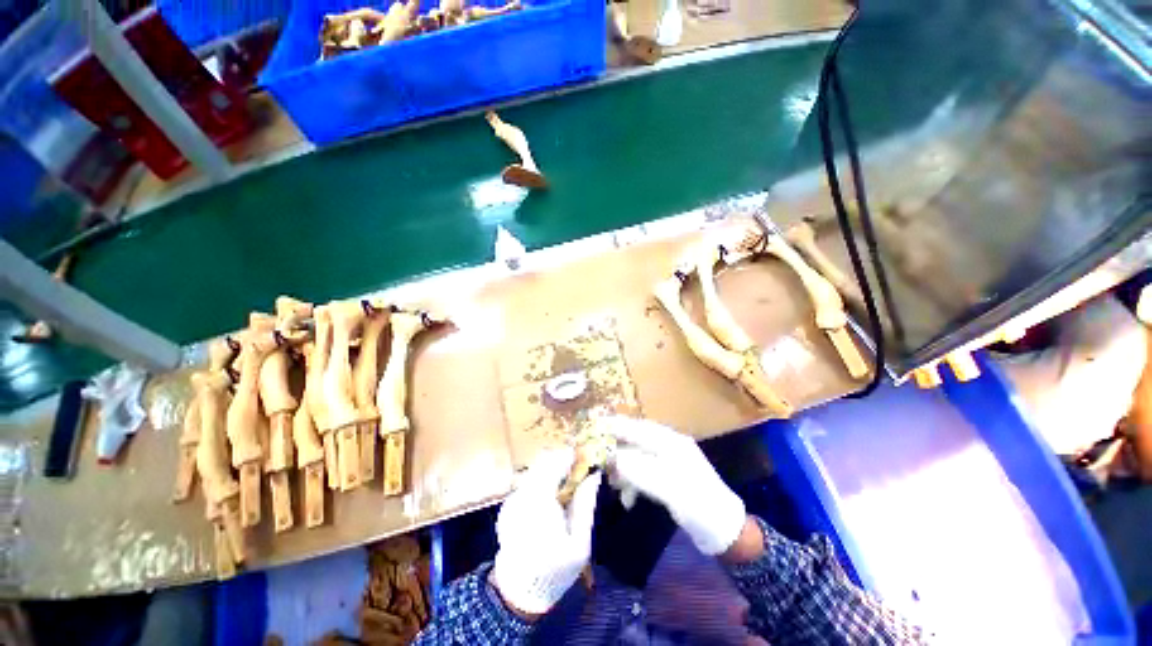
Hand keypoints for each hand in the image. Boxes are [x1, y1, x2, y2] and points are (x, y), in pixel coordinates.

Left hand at [491, 448, 601, 616]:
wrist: (520, 592)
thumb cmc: (555, 570)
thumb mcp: (579, 543)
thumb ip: (585, 504)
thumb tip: (595, 475)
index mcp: (540, 503)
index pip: (555, 462)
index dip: (571, 455)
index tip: (585, 455)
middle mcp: (522, 495)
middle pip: (543, 461)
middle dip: (562, 459)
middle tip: (579, 466)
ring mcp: (512, 498)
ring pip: (535, 468)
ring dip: (552, 467)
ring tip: (568, 480)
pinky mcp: (508, 504)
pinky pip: (528, 481)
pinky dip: (542, 479)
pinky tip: (552, 495)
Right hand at [606, 417, 746, 555]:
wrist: (725, 531)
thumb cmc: (700, 506)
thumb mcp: (669, 489)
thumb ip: (638, 471)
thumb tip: (610, 458)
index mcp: (670, 441)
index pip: (636, 427)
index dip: (614, 426)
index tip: (592, 428)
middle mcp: (667, 445)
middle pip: (633, 440)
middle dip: (614, 451)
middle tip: (596, 462)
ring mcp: (667, 460)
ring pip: (635, 457)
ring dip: (622, 469)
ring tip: (611, 485)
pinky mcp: (666, 475)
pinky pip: (642, 472)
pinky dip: (632, 482)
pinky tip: (627, 498)